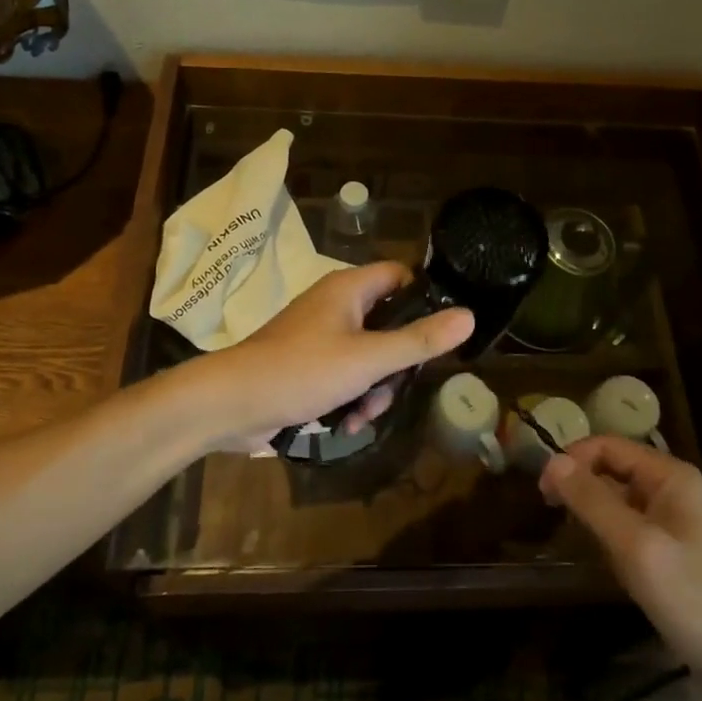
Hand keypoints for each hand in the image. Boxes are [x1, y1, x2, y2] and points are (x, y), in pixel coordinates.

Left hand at [206, 262, 473, 447]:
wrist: (232, 404)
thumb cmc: (303, 370)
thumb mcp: (369, 359)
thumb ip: (419, 340)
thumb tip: (469, 316)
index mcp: (349, 288)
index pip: (400, 276)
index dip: (424, 300)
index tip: (438, 334)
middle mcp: (335, 304)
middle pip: (388, 323)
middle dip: (395, 363)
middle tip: (392, 388)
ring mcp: (319, 335)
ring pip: (368, 355)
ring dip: (373, 388)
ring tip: (362, 415)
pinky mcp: (307, 363)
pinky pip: (344, 373)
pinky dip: (350, 397)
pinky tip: (346, 424)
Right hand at [541, 437, 701, 680]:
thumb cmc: (695, 598)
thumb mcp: (636, 547)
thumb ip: (593, 501)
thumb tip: (552, 461)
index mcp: (669, 475)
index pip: (607, 446)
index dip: (572, 460)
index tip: (543, 493)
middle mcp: (674, 488)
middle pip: (613, 469)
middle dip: (582, 487)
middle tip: (553, 517)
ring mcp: (678, 520)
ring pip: (621, 500)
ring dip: (596, 515)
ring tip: (581, 544)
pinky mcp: (678, 550)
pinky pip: (633, 527)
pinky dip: (613, 537)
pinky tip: (610, 564)